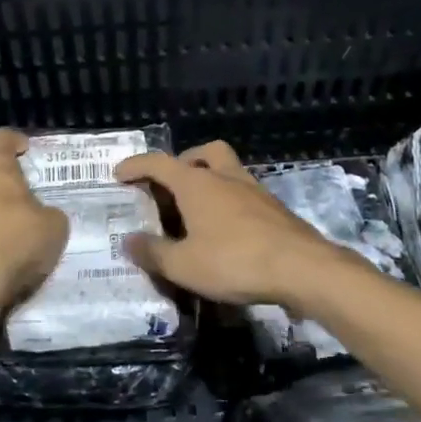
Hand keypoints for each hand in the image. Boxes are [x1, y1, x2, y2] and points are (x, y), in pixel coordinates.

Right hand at [113, 141, 346, 309]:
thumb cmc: (234, 261)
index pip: (159, 164)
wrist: (301, 268)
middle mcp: (225, 177)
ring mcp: (254, 190)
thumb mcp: (184, 266)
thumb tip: (128, 241)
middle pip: (203, 153)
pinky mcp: (273, 208)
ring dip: (209, 180)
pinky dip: (229, 201)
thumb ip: (153, 252)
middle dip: (183, 162)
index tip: (119, 174)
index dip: (136, 166)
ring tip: (196, 210)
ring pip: (228, 169)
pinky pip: (243, 193)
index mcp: (197, 184)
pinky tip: (225, 229)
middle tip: (170, 185)